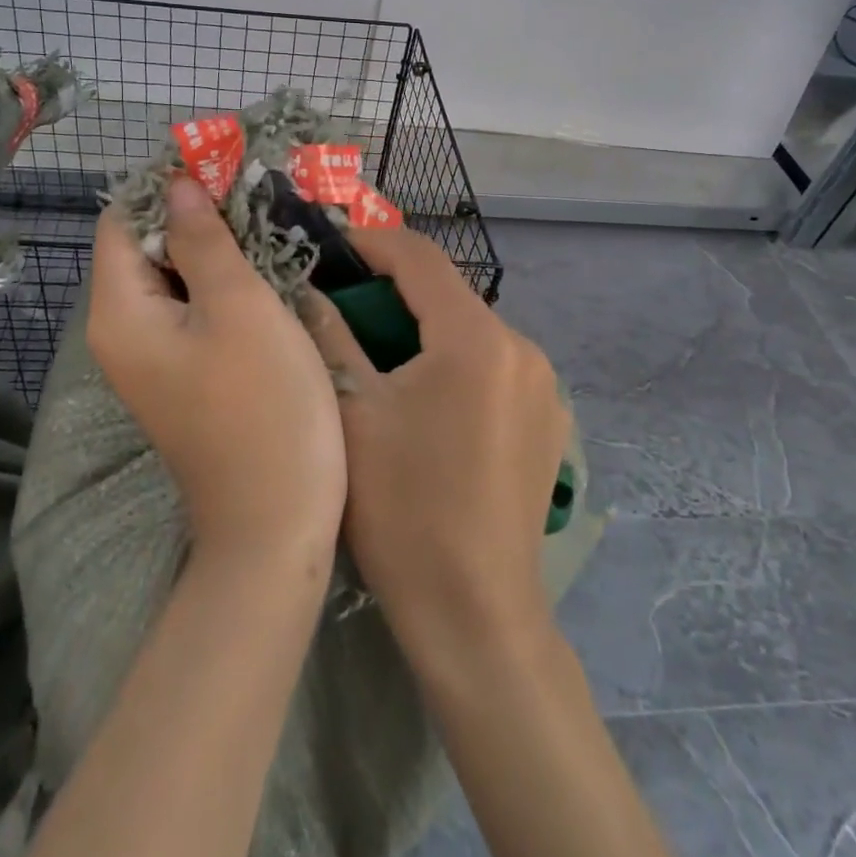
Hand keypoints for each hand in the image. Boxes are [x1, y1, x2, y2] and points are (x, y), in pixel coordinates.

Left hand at [87, 175, 345, 561]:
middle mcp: (123, 333)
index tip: (223, 166)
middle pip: (147, 249)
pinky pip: (194, 313)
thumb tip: (177, 183)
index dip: (166, 187)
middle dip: (197, 216)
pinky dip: (224, 286)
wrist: (276, 521)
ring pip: (176, 280)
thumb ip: (203, 239)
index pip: (123, 221)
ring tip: (269, 225)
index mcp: (120, 312)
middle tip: (257, 195)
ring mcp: (154, 360)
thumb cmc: (263, 405)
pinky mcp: (185, 377)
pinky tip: (267, 275)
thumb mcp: (239, 307)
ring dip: (216, 250)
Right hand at [305, 229, 569, 653]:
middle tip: (339, 303)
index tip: (330, 241)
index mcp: (477, 339)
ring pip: (470, 332)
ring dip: (422, 328)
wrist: (476, 615)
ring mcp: (544, 387)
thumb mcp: (352, 414)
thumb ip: (330, 336)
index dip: (371, 240)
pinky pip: (492, 368)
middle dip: (392, 290)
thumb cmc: (403, 511)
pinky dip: (453, 363)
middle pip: (448, 295)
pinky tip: (423, 399)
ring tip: (375, 352)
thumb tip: (307, 288)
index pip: (420, 258)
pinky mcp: (548, 421)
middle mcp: (523, 349)